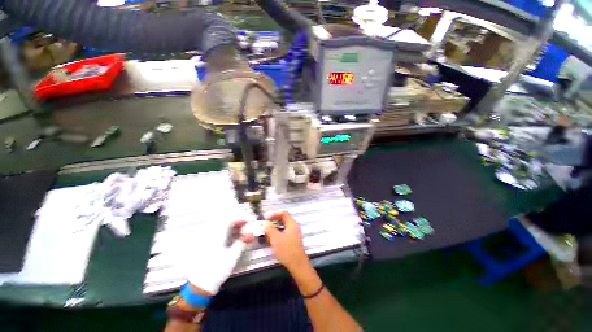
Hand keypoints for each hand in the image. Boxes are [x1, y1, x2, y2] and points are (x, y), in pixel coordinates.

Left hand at [187, 220, 253, 294]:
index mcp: (217, 234)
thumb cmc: (217, 269)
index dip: (240, 220)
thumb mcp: (233, 256)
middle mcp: (210, 235)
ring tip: (240, 237)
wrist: (199, 285)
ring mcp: (206, 242)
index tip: (248, 223)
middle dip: (236, 226)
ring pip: (220, 231)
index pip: (229, 221)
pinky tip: (230, 243)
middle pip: (224, 224)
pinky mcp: (204, 248)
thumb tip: (251, 234)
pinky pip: (216, 237)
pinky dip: (225, 237)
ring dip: (231, 231)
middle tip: (245, 230)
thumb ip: (242, 242)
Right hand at [265, 211, 308, 271]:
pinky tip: (269, 240)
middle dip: (272, 222)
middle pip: (282, 219)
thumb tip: (265, 222)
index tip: (265, 219)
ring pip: (281, 227)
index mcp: (291, 223)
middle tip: (264, 227)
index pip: (283, 213)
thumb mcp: (276, 238)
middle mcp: (293, 226)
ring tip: (265, 234)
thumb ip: (270, 229)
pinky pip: (282, 233)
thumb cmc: (287, 250)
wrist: (297, 265)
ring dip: (273, 229)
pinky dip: (276, 235)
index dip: (274, 214)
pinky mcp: (291, 240)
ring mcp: (293, 234)